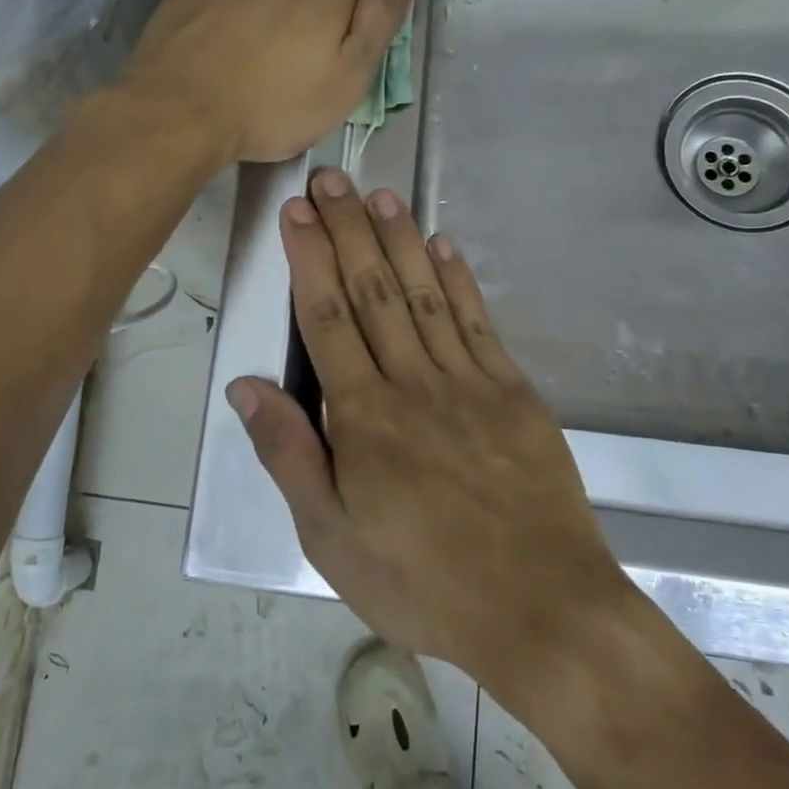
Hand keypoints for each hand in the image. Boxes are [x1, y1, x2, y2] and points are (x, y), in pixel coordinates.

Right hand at [223, 167, 635, 697]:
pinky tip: (442, 248)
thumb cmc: (423, 581)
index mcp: (365, 417)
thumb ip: (289, 455)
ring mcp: (470, 381)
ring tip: (380, 195)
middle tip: (332, 179)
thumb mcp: (332, 538)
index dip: (309, 260)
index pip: (327, 318)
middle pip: (373, 290)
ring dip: (400, 240)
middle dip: (349, 229)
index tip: (296, 213)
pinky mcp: (513, 392)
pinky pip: (478, 323)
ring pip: (424, 294)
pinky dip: (457, 280)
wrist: (541, 609)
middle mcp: (414, 382)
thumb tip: (247, 386)